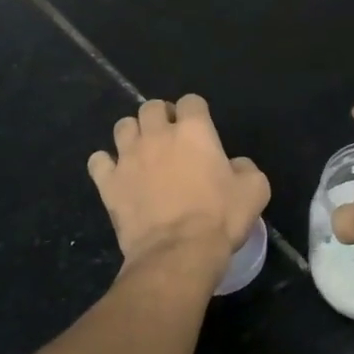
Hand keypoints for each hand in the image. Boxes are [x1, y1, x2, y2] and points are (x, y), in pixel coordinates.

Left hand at [88, 95, 268, 278]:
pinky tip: (116, 175)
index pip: (191, 101)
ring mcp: (128, 157)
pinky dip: (106, 164)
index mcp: (194, 130)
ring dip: (133, 134)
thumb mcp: (255, 189)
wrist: (178, 252)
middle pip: (151, 106)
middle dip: (160, 117)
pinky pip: (98, 161)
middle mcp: (157, 134)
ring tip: (142, 153)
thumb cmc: (220, 218)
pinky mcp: (109, 182)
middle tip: (170, 138)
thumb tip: (235, 165)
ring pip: (123, 126)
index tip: (200, 130)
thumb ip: (245, 168)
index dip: (196, 112)